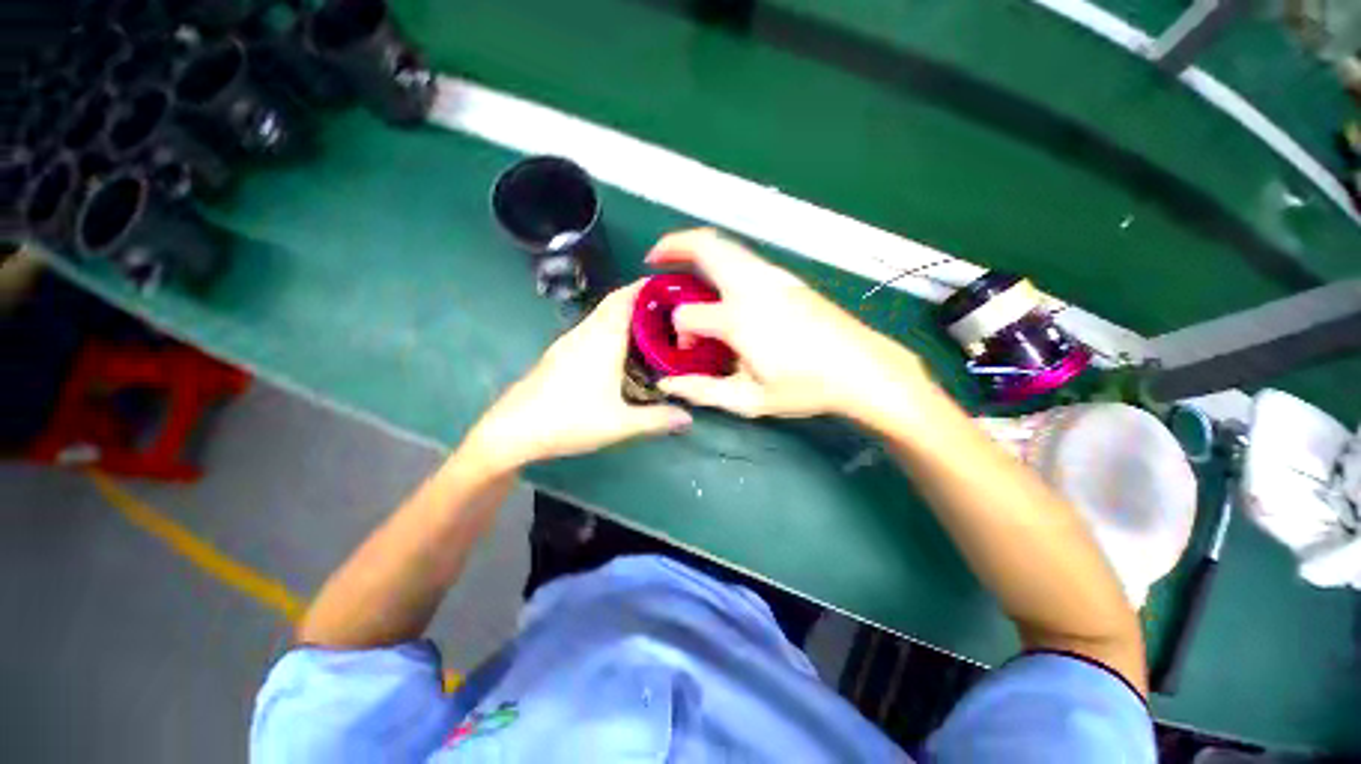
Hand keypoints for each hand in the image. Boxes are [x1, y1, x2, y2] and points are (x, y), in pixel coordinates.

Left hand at [466, 282, 692, 470]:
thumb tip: (689, 419)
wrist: (513, 430)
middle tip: (670, 309)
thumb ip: (657, 419)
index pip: (625, 298)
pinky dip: (612, 327)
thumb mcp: (620, 424)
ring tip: (652, 326)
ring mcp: (569, 341)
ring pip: (602, 314)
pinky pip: (593, 328)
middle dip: (641, 299)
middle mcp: (585, 332)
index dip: (647, 287)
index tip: (672, 286)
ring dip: (626, 313)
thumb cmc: (569, 420)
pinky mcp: (560, 353)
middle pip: (614, 302)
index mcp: (602, 339)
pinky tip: (622, 349)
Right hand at [648, 229, 931, 422]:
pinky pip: (743, 257)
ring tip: (681, 265)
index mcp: (739, 319)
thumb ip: (703, 391)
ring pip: (726, 246)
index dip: (680, 330)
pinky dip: (720, 258)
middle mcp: (752, 286)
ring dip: (697, 248)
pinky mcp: (787, 278)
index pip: (688, 314)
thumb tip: (667, 385)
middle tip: (654, 258)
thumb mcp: (750, 400)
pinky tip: (721, 282)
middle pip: (705, 246)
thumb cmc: (806, 388)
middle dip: (673, 244)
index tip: (687, 348)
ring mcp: (773, 277)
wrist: (863, 370)